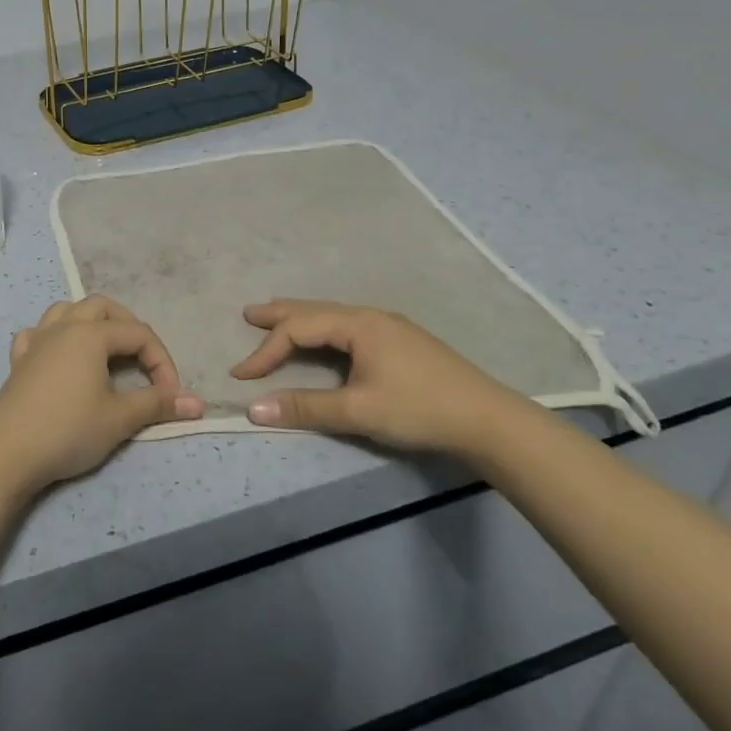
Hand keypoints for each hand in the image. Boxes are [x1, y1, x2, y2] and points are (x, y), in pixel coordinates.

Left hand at [0, 297, 204, 494]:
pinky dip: (54, 337)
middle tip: (142, 359)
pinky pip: (38, 333)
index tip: (170, 396)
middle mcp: (63, 327)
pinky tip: (59, 357)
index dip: (162, 361)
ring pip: (67, 311)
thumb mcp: (119, 418)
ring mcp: (36, 341)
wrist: (6, 453)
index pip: (138, 334)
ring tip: (105, 349)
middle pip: (102, 307)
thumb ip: (158, 404)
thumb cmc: (68, 430)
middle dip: (128, 327)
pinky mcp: (18, 361)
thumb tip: (198, 404)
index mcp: (90, 334)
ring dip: (91, 323)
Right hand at [231, 299, 537, 455]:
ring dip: (302, 319)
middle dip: (280, 314)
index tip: (241, 375)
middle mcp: (371, 317)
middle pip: (315, 310)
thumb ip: (305, 408)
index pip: (299, 330)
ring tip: (278, 319)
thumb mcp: (358, 411)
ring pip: (333, 316)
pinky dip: (323, 328)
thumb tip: (253, 408)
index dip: (266, 351)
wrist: (488, 420)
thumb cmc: (419, 409)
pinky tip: (325, 338)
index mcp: (358, 325)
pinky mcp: (402, 343)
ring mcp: (390, 328)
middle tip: (249, 314)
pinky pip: (348, 326)